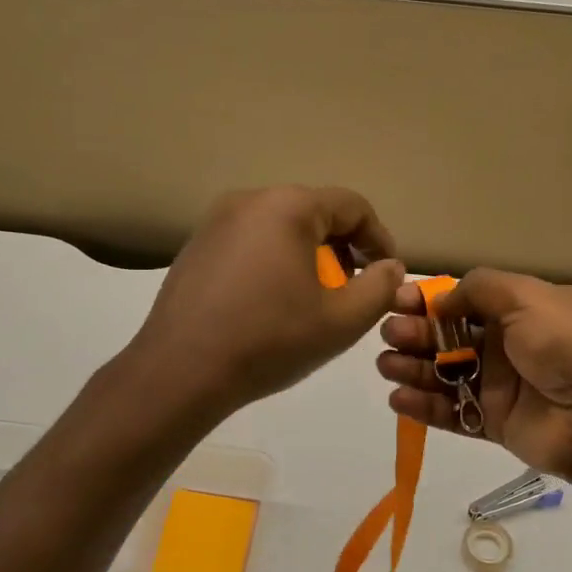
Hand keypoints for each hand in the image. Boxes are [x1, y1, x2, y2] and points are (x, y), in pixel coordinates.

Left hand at [127, 186, 404, 420]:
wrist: (180, 371)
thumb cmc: (269, 340)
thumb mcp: (341, 320)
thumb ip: (380, 288)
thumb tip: (391, 267)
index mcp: (288, 206)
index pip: (353, 206)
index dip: (380, 239)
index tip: (388, 275)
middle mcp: (249, 200)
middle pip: (315, 213)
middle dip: (344, 249)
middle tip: (354, 290)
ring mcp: (216, 222)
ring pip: (281, 227)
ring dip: (309, 257)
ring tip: (315, 299)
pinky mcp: (196, 247)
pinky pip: (251, 242)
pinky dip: (274, 262)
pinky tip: (272, 303)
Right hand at [376, 268, 571, 489]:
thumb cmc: (568, 346)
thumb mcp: (528, 297)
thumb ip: (479, 289)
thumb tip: (441, 299)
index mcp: (522, 310)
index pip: (466, 300)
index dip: (431, 300)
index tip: (398, 301)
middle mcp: (509, 345)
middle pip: (450, 336)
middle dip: (416, 333)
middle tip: (389, 335)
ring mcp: (501, 386)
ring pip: (446, 374)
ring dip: (413, 368)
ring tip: (386, 366)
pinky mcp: (494, 424)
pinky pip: (452, 413)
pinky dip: (424, 406)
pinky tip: (398, 398)